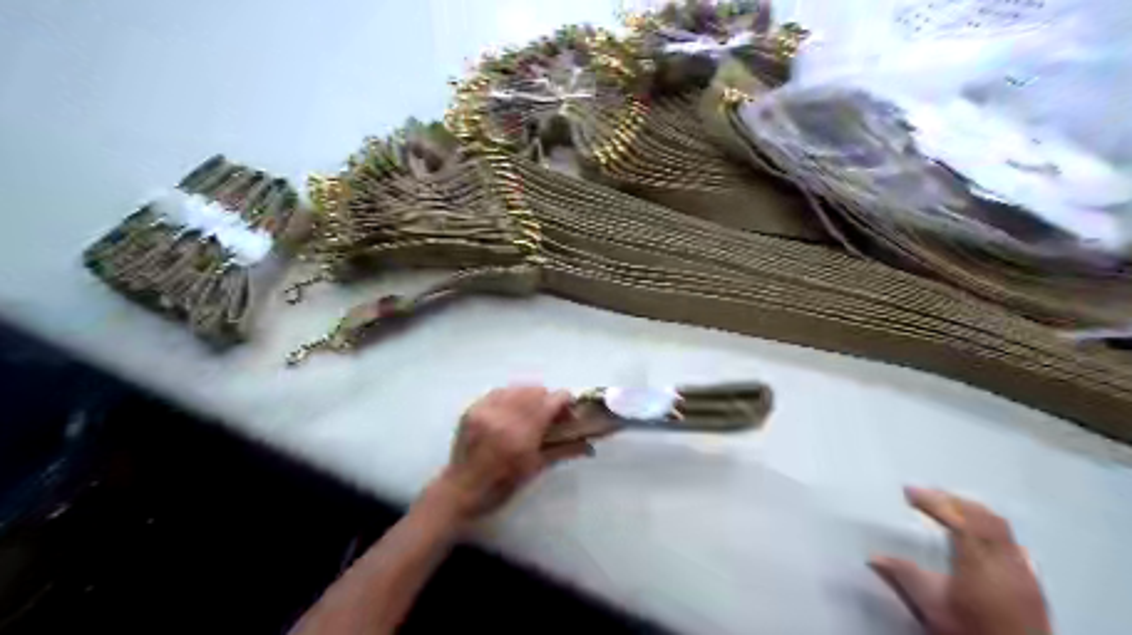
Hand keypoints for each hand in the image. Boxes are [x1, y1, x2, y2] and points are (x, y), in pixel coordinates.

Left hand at [429, 384, 592, 522]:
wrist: (461, 490)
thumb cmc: (502, 485)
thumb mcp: (535, 469)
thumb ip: (564, 451)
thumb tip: (590, 446)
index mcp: (522, 434)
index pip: (551, 401)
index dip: (565, 400)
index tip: (568, 409)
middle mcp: (504, 417)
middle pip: (536, 390)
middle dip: (547, 399)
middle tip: (550, 415)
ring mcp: (485, 410)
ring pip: (517, 388)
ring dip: (529, 396)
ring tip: (530, 411)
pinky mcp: (472, 409)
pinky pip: (498, 391)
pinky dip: (509, 396)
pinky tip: (511, 409)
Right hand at [869, 488, 1057, 633]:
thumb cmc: (972, 634)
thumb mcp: (932, 608)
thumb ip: (906, 577)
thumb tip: (874, 557)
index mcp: (978, 563)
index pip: (957, 518)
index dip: (933, 501)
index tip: (908, 492)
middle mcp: (1005, 562)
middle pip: (983, 517)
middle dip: (954, 500)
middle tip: (927, 494)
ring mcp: (1024, 573)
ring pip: (1001, 528)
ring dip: (973, 511)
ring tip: (950, 509)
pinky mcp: (1033, 585)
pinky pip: (1012, 543)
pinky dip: (991, 529)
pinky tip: (981, 538)